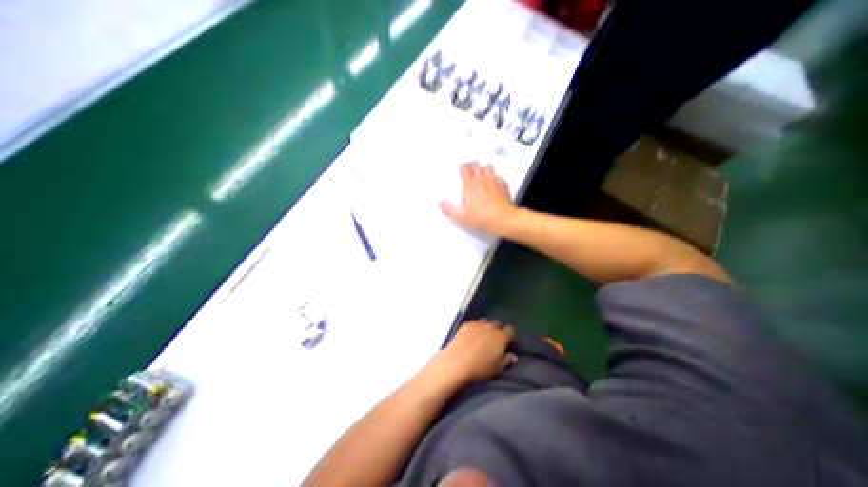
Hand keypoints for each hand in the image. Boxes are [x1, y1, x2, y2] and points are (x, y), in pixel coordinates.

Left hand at [428, 318, 513, 386]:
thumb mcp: (497, 369)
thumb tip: (512, 356)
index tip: (506, 343)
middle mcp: (490, 327)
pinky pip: (474, 323)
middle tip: (493, 341)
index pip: (510, 330)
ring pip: (485, 321)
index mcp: (501, 337)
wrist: (457, 362)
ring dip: (486, 327)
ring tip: (482, 337)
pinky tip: (471, 336)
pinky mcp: (466, 324)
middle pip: (497, 324)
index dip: (508, 336)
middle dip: (497, 330)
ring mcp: (477, 323)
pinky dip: (475, 328)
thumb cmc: (480, 369)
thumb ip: (506, 360)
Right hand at [437, 161, 516, 235]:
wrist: (503, 220)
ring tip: (481, 174)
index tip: (460, 168)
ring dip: (484, 168)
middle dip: (472, 165)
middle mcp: (482, 180)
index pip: (465, 168)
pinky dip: (495, 177)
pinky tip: (493, 183)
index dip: (462, 166)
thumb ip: (449, 209)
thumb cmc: (481, 218)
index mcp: (470, 185)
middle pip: (476, 165)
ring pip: (488, 167)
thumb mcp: (461, 217)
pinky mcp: (503, 186)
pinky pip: (498, 176)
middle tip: (469, 169)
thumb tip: (439, 203)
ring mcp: (494, 181)